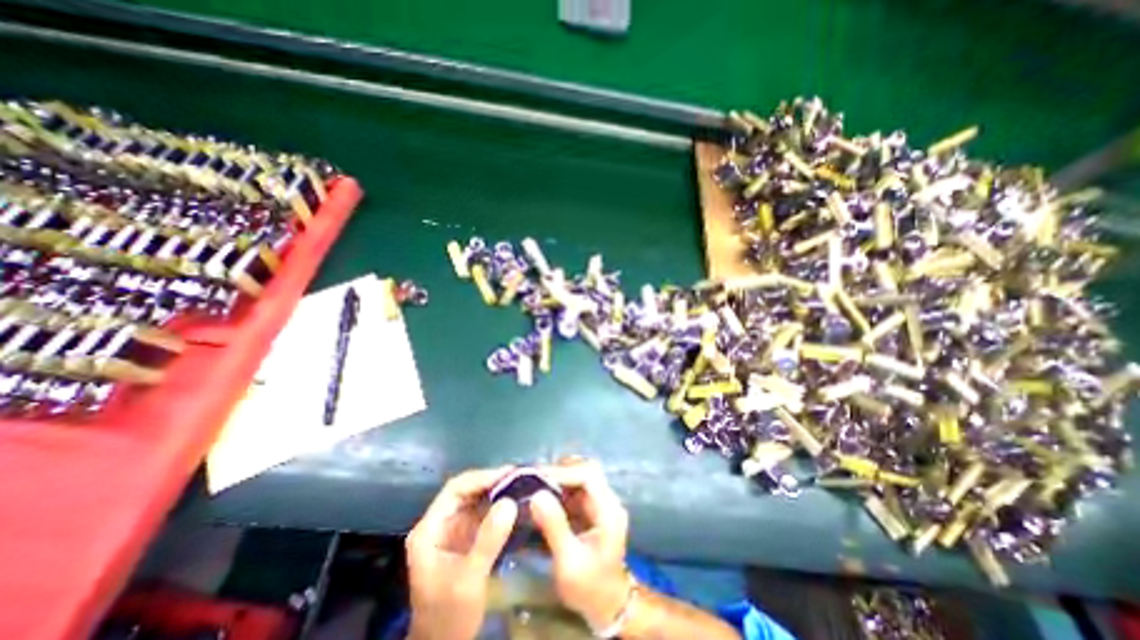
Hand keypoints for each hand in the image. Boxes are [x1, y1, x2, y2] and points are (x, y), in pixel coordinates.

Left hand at [407, 465, 520, 638]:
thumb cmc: (448, 616)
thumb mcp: (468, 579)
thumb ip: (487, 540)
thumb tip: (510, 502)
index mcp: (430, 528)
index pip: (455, 489)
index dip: (482, 478)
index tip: (509, 474)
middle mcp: (440, 523)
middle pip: (467, 491)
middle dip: (493, 482)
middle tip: (521, 476)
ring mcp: (454, 530)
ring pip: (477, 500)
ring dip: (499, 491)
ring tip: (522, 485)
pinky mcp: (467, 538)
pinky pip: (485, 514)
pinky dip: (500, 506)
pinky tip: (517, 504)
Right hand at [527, 457, 627, 633]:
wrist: (607, 604)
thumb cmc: (589, 587)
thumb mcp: (569, 562)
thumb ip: (554, 527)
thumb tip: (536, 495)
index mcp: (609, 510)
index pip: (589, 475)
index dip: (563, 471)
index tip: (537, 476)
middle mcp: (606, 499)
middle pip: (585, 469)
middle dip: (559, 470)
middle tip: (533, 477)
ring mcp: (599, 502)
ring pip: (578, 475)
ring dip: (557, 477)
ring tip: (533, 483)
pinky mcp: (590, 507)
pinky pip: (573, 488)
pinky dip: (557, 487)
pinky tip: (540, 493)